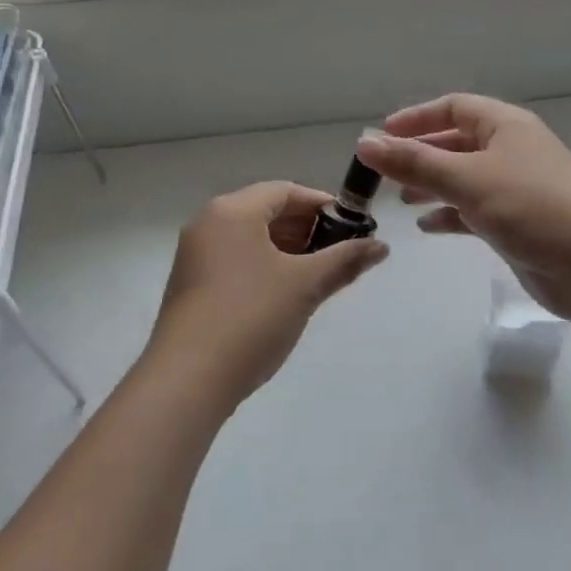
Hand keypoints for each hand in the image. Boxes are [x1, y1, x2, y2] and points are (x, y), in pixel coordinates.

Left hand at [144, 181, 388, 412]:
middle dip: (307, 228)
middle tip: (341, 251)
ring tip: (319, 274)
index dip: (323, 204)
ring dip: (287, 249)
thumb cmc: (252, 316)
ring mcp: (195, 255)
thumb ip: (345, 260)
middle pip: (266, 211)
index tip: (353, 225)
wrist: (188, 379)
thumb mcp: (305, 285)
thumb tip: (381, 246)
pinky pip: (235, 260)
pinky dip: (264, 266)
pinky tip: (286, 293)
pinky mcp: (191, 285)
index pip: (285, 191)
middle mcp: (208, 224)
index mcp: (233, 211)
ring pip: (250, 238)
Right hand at [356, 95, 570, 327]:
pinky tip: (427, 226)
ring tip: (401, 199)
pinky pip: (474, 210)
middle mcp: (511, 150)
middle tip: (384, 172)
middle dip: (420, 155)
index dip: (417, 118)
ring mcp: (515, 188)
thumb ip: (413, 162)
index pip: (455, 107)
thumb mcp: (466, 178)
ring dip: (432, 185)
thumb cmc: (529, 206)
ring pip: (464, 178)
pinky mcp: (517, 222)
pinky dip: (450, 215)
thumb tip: (364, 143)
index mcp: (505, 126)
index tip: (381, 134)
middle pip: (457, 143)